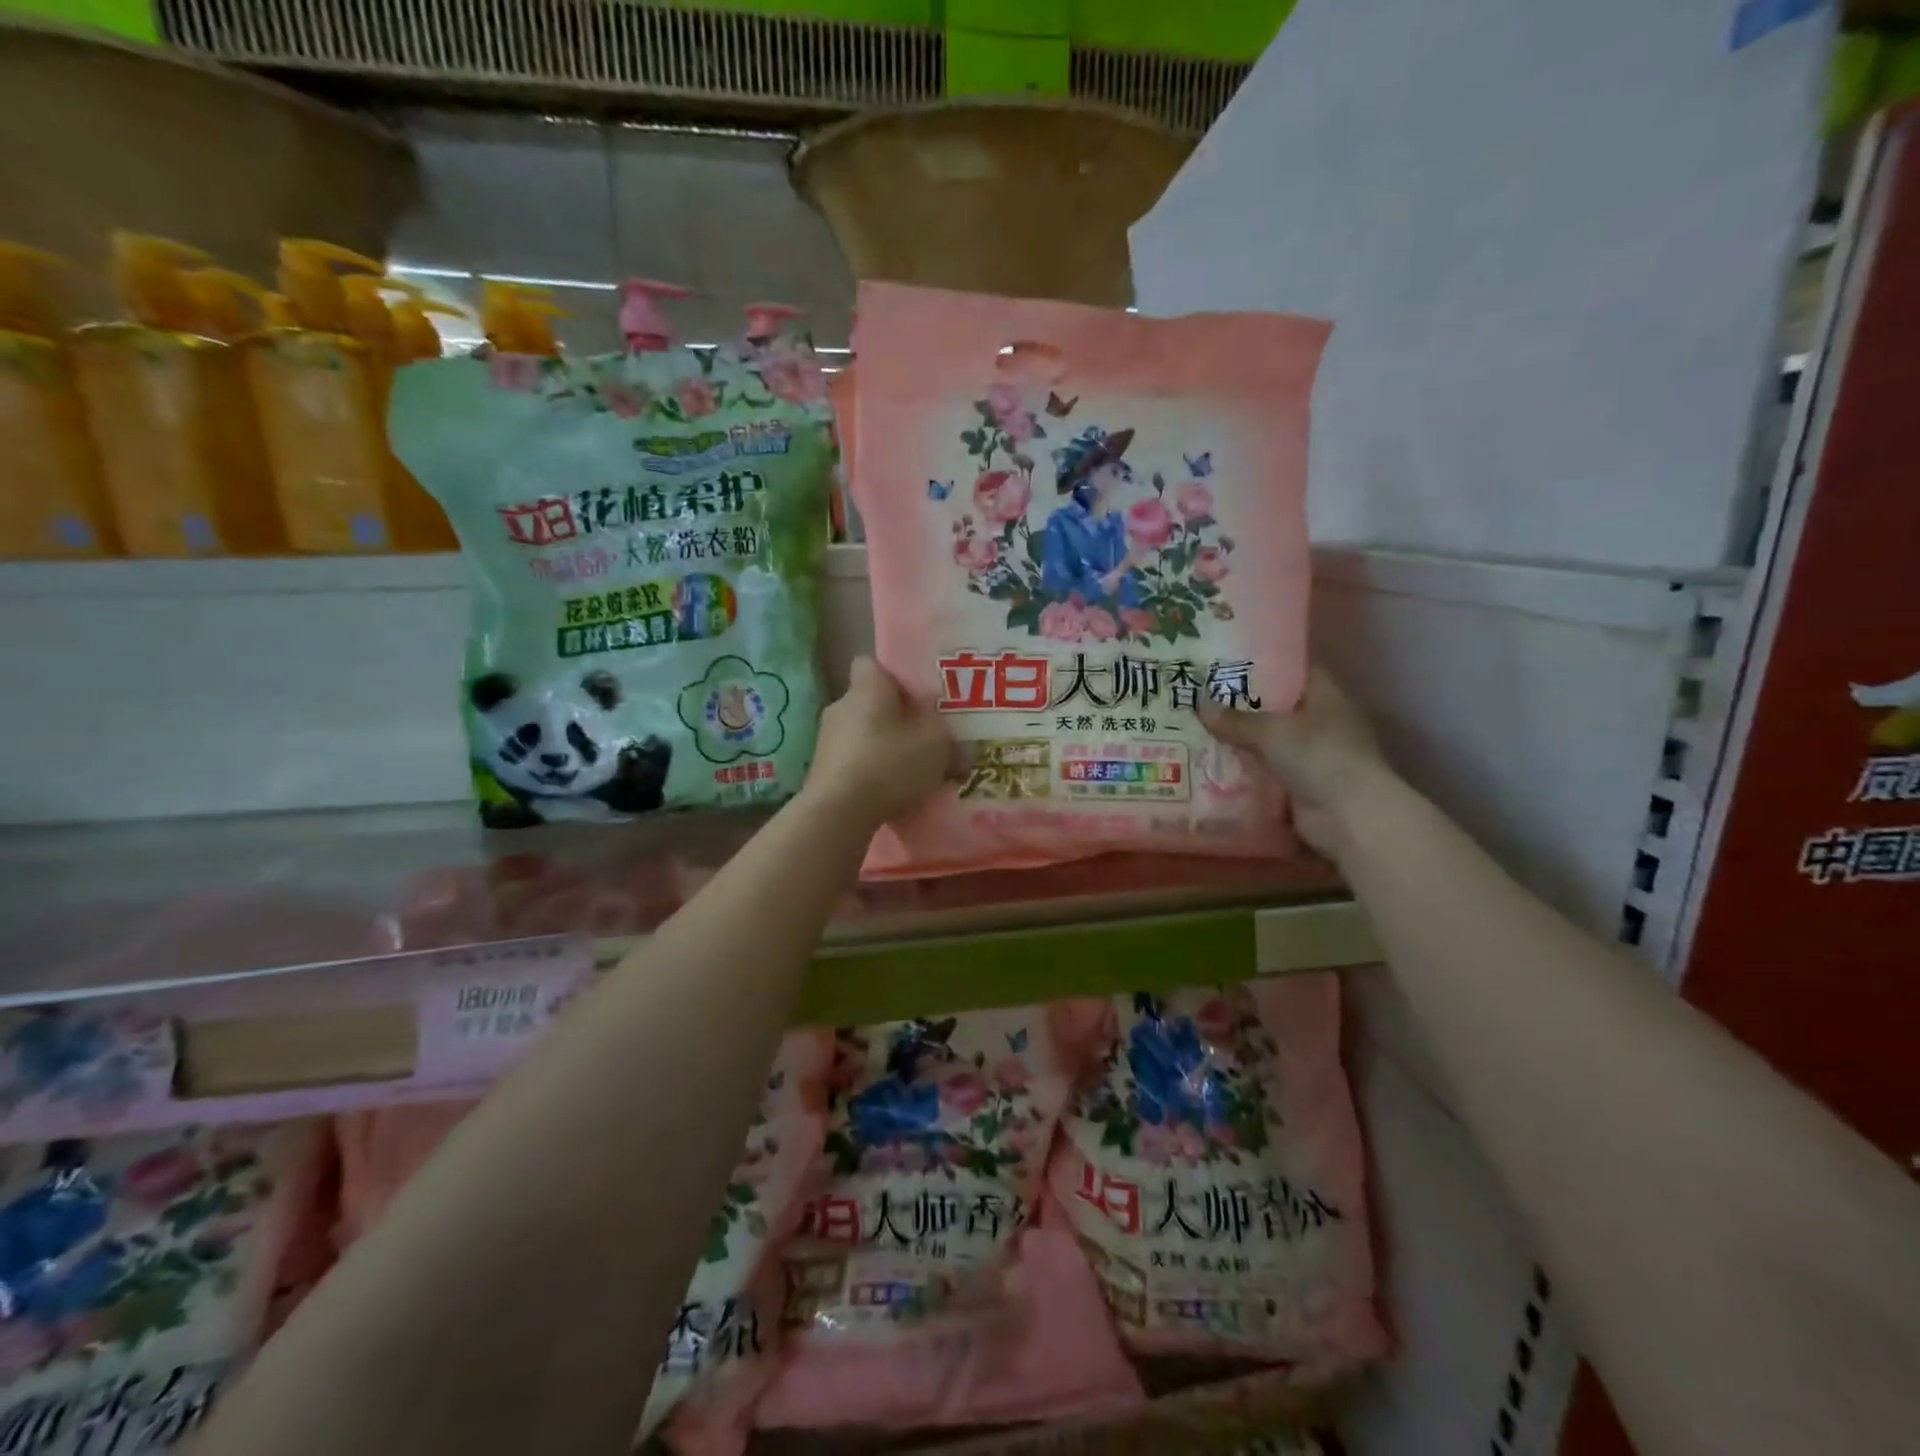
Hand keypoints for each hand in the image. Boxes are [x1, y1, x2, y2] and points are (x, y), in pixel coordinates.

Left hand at [802, 657, 951, 828]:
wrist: (839, 812)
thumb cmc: (889, 764)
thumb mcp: (936, 744)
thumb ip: (944, 732)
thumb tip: (945, 731)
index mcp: (867, 687)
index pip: (872, 663)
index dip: (894, 676)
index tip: (916, 696)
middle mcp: (841, 705)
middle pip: (870, 701)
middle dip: (893, 717)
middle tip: (921, 736)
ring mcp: (826, 738)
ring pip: (861, 732)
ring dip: (881, 746)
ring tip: (909, 770)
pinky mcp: (820, 769)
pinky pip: (852, 760)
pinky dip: (869, 771)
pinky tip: (888, 792)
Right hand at [1196, 668, 1393, 859]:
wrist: (1348, 816)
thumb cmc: (1318, 756)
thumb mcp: (1270, 731)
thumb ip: (1235, 720)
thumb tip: (1200, 705)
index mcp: (1327, 697)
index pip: (1296, 672)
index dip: (1267, 666)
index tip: (1231, 665)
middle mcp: (1324, 723)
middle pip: (1279, 709)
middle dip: (1245, 708)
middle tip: (1204, 699)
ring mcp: (1316, 757)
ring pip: (1271, 743)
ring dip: (1243, 743)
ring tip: (1200, 732)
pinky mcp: (1304, 787)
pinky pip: (1268, 774)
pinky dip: (1247, 773)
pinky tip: (1214, 767)